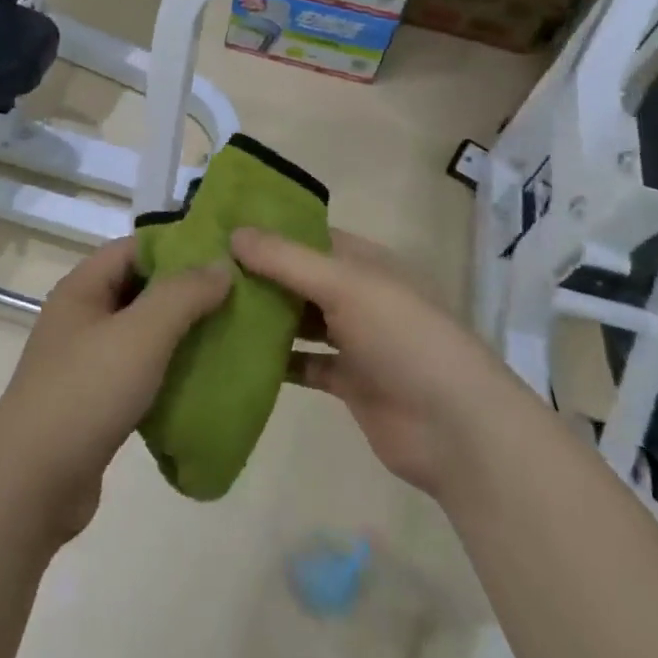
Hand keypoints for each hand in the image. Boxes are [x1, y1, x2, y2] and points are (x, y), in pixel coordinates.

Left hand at [0, 237, 229, 539]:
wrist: (34, 482)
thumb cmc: (87, 392)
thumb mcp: (141, 334)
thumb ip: (183, 294)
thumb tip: (220, 264)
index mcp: (82, 288)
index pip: (134, 248)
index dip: (177, 246)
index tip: (224, 255)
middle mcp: (81, 316)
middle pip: (139, 288)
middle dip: (185, 292)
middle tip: (236, 297)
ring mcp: (85, 360)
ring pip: (142, 333)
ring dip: (180, 334)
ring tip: (229, 336)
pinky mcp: (94, 400)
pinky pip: (139, 371)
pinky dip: (168, 371)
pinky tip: (201, 380)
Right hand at [232, 227, 497, 498]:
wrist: (456, 429)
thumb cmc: (404, 338)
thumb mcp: (345, 285)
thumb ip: (286, 259)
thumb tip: (233, 232)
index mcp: (364, 262)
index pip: (309, 235)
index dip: (268, 230)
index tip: (218, 229)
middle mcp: (358, 295)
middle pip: (299, 277)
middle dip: (257, 274)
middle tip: (202, 270)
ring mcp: (354, 340)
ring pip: (298, 320)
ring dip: (263, 317)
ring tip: (209, 309)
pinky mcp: (347, 382)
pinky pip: (302, 363)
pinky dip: (274, 360)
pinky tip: (234, 356)